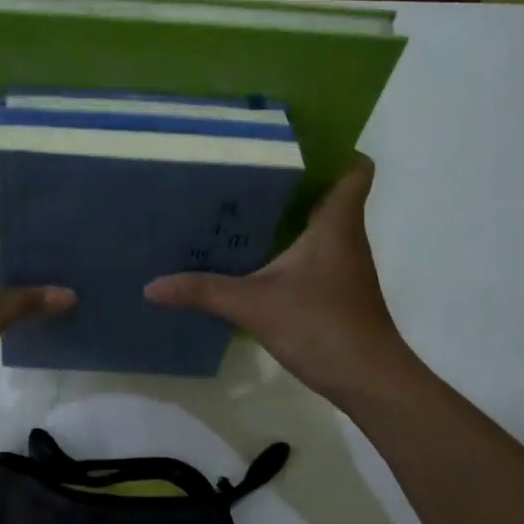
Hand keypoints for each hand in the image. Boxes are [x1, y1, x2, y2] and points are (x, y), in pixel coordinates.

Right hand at [144, 155, 423, 407]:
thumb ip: (204, 292)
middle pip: (328, 192)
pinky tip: (256, 258)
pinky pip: (314, 253)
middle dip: (293, 179)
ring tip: (241, 206)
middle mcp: (346, 237)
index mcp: (336, 224)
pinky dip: (291, 247)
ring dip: (289, 214)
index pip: (354, 168)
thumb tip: (152, 286)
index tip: (293, 141)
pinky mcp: (338, 291)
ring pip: (320, 225)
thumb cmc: (323, 327)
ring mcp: (344, 266)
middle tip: (246, 170)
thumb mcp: (255, 306)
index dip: (333, 148)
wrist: (371, 382)